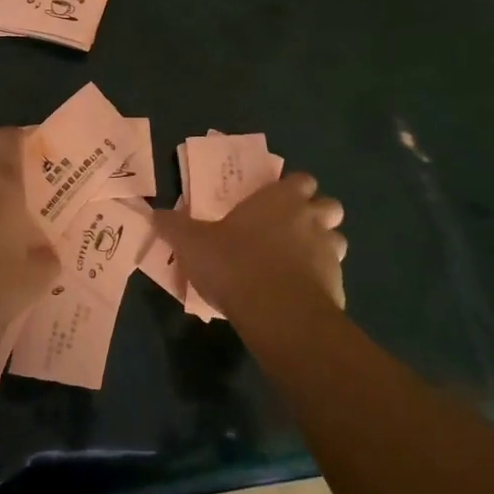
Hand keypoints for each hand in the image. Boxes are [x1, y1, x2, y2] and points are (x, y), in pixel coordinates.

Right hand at [152, 173, 346, 321]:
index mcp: (282, 200)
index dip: (292, 188)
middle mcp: (311, 219)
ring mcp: (330, 253)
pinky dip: (320, 282)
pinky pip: (332, 276)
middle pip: (329, 206)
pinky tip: (297, 295)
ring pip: (336, 240)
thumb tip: (155, 213)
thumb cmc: (235, 264)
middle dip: (316, 214)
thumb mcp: (193, 244)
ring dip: (321, 247)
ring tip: (295, 263)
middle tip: (289, 230)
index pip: (301, 180)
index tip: (275, 201)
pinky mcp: (337, 286)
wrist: (277, 313)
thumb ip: (175, 226)